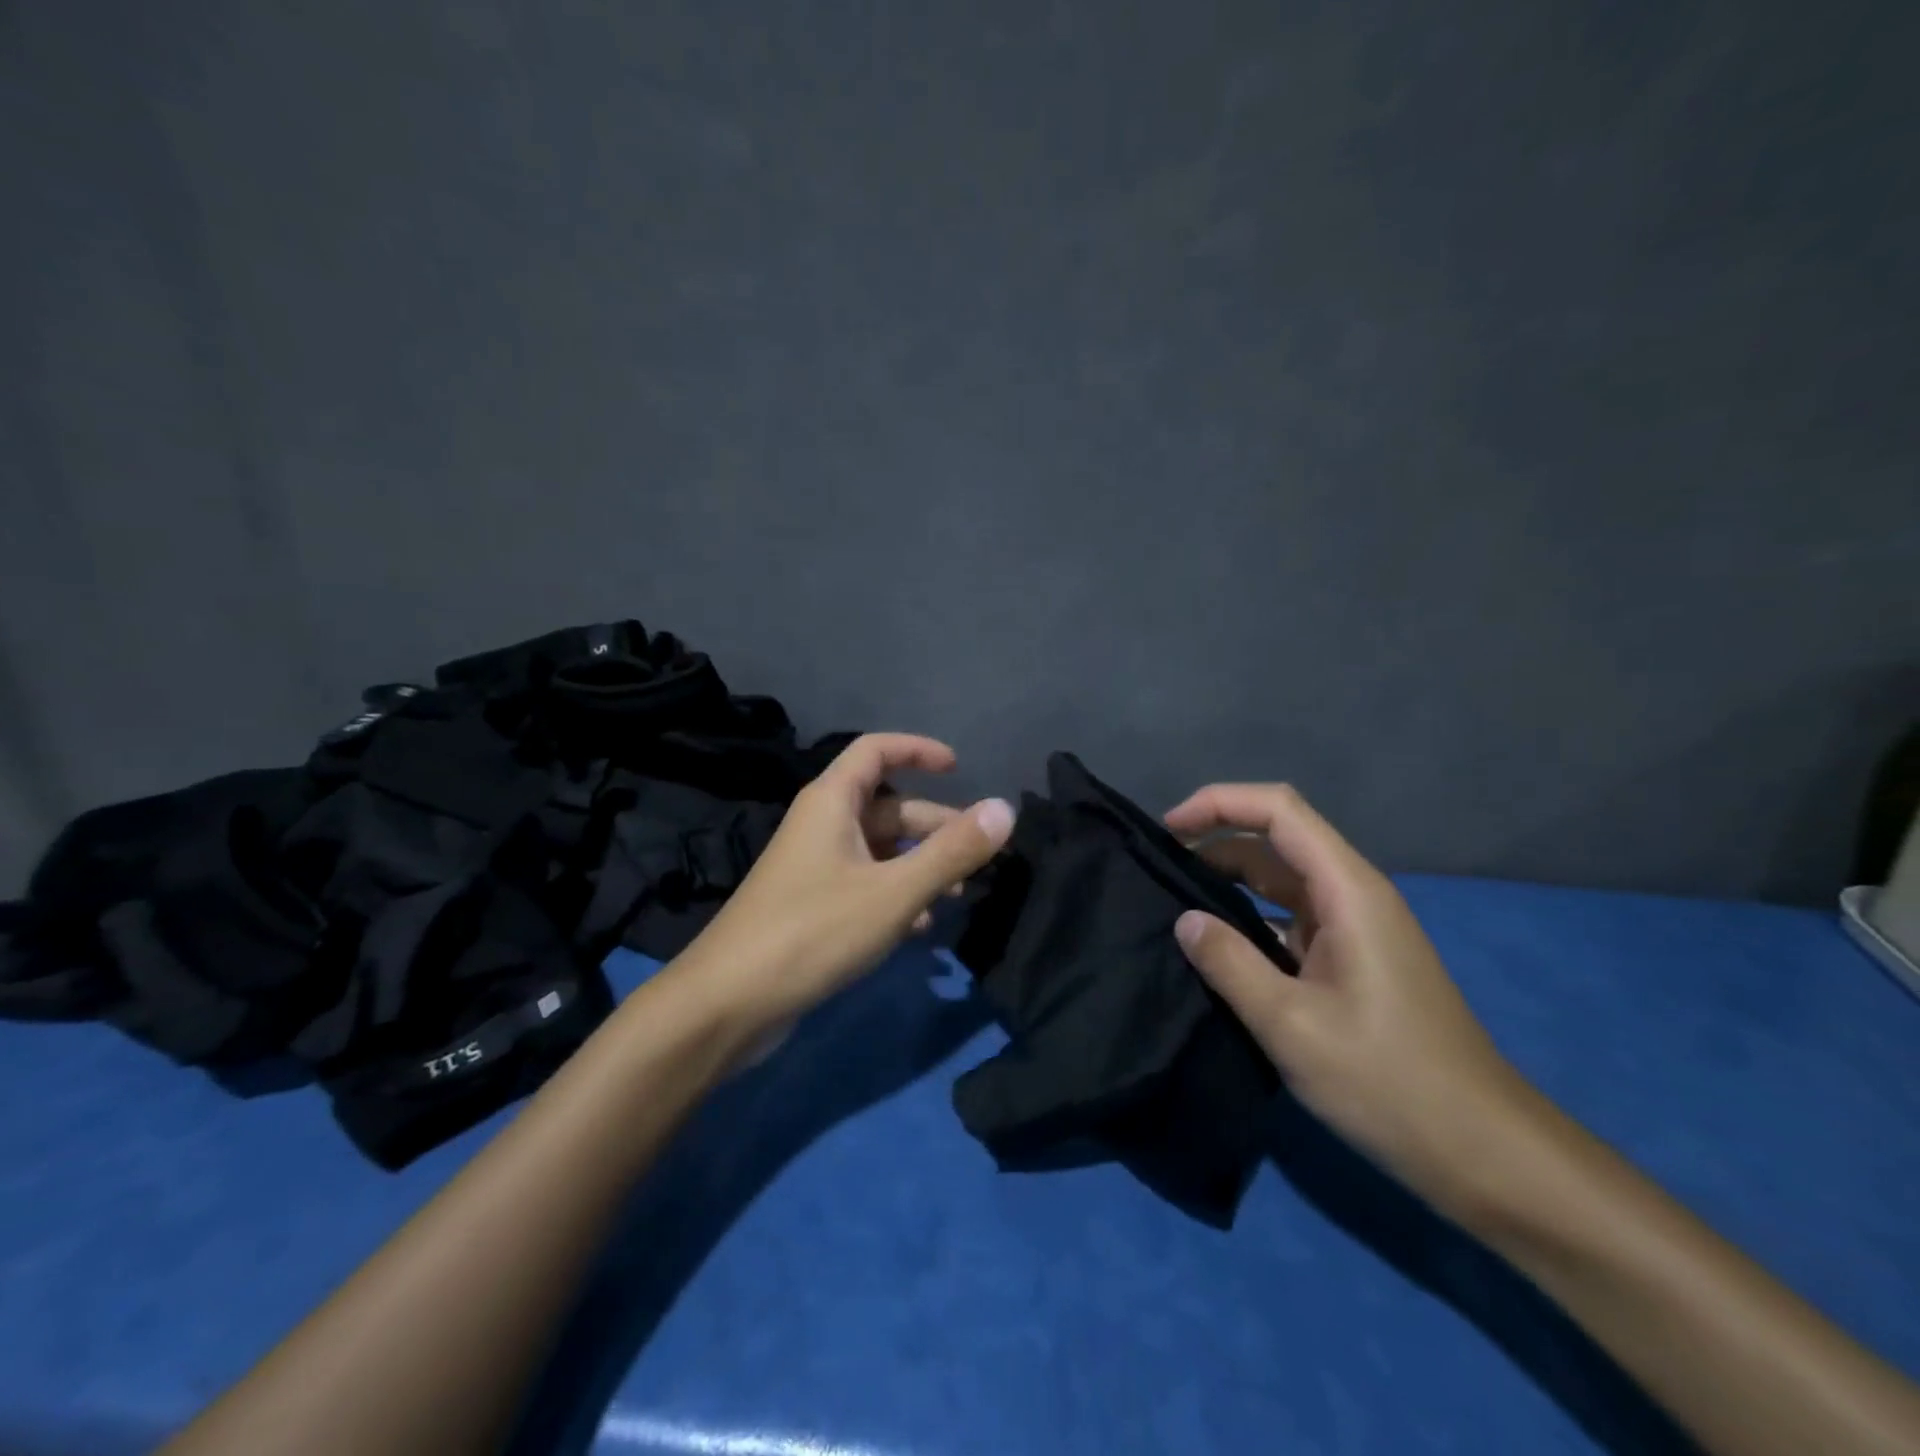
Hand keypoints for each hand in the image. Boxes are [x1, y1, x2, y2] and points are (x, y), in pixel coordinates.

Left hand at [672, 734, 1014, 1032]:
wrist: (728, 1003)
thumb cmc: (812, 931)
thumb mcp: (893, 891)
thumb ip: (951, 851)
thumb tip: (1005, 809)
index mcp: (831, 802)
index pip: (875, 750)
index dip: (918, 750)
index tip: (958, 769)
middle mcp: (821, 826)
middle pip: (887, 807)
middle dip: (934, 826)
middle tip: (978, 855)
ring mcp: (815, 868)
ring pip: (879, 851)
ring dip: (920, 865)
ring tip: (958, 895)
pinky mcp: (812, 907)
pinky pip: (865, 885)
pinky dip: (896, 895)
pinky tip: (920, 927)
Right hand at [1164, 783, 1527, 1214]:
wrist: (1480, 1150)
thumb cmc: (1387, 1080)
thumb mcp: (1291, 1024)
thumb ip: (1229, 963)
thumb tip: (1184, 920)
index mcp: (1347, 891)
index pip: (1279, 810)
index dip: (1219, 803)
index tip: (1168, 829)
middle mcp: (1353, 896)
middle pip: (1276, 840)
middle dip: (1215, 843)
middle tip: (1158, 872)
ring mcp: (1354, 929)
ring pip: (1280, 881)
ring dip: (1229, 883)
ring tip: (1174, 905)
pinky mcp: (1351, 960)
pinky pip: (1289, 919)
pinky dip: (1248, 920)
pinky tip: (1217, 948)